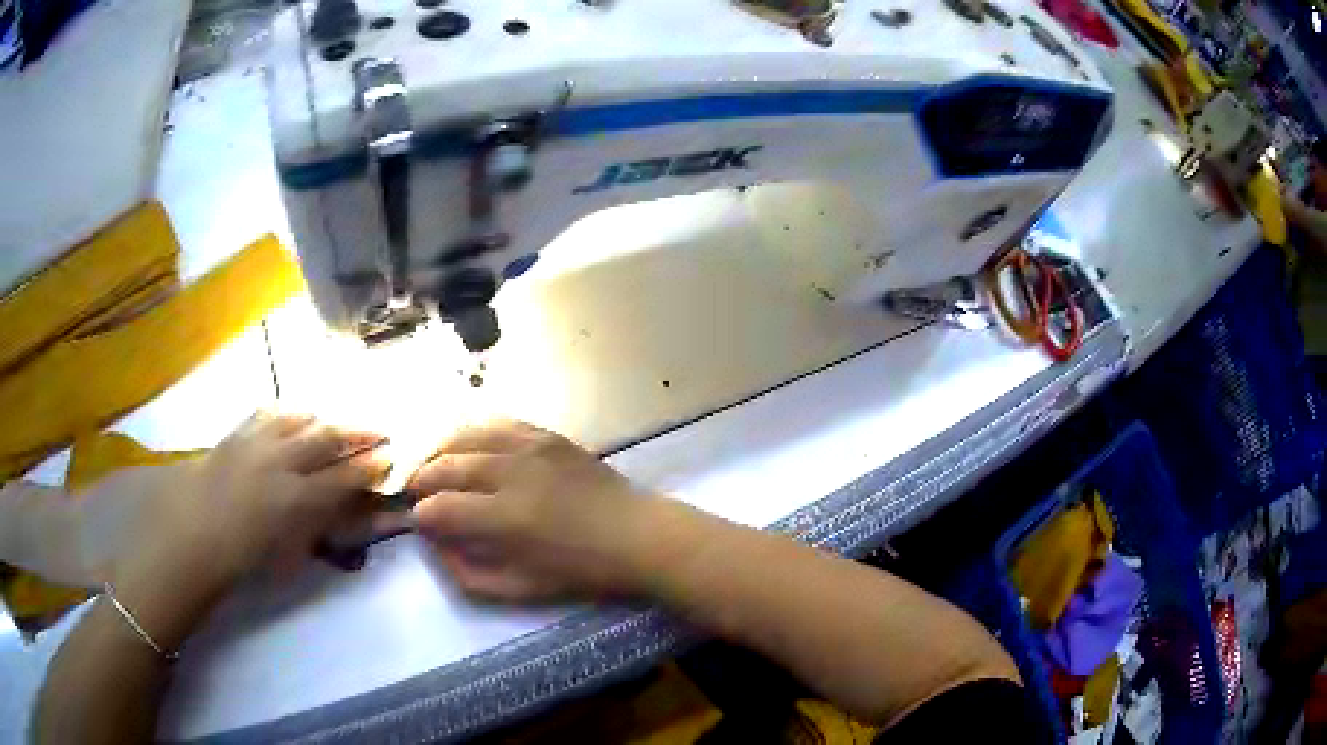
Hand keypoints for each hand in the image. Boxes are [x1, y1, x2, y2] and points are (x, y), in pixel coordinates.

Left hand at [105, 412, 389, 646]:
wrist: (191, 538)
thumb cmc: (242, 561)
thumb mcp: (289, 558)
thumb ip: (319, 531)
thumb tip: (345, 514)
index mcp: (296, 499)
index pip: (344, 476)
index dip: (370, 466)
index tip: (390, 457)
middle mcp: (281, 462)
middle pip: (328, 438)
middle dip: (358, 432)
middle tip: (380, 429)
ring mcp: (256, 442)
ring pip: (300, 418)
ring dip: (325, 419)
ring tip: (338, 423)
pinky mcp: (236, 434)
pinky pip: (269, 413)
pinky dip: (289, 413)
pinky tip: (295, 417)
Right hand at [409, 420, 670, 601]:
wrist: (636, 534)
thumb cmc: (580, 570)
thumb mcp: (520, 589)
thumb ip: (468, 573)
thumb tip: (436, 545)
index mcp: (506, 519)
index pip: (440, 508)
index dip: (421, 516)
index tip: (419, 522)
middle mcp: (511, 473)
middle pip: (445, 466)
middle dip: (421, 479)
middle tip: (414, 491)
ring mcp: (530, 446)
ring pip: (464, 435)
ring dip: (439, 451)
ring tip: (432, 466)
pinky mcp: (546, 433)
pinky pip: (495, 423)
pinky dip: (471, 433)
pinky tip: (465, 446)